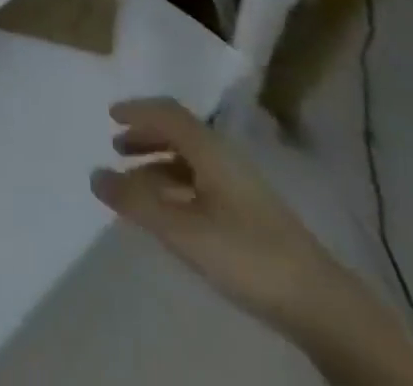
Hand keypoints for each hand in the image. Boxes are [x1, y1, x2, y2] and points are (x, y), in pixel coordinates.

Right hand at [90, 98, 342, 336]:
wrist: (317, 301)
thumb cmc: (245, 253)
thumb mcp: (183, 231)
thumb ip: (136, 203)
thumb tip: (95, 174)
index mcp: (209, 148)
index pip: (168, 112)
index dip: (138, 110)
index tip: (110, 114)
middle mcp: (224, 155)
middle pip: (179, 132)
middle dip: (146, 135)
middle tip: (117, 146)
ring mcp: (240, 184)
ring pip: (191, 159)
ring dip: (160, 162)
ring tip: (136, 183)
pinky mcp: (249, 211)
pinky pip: (201, 180)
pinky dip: (176, 184)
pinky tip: (170, 211)